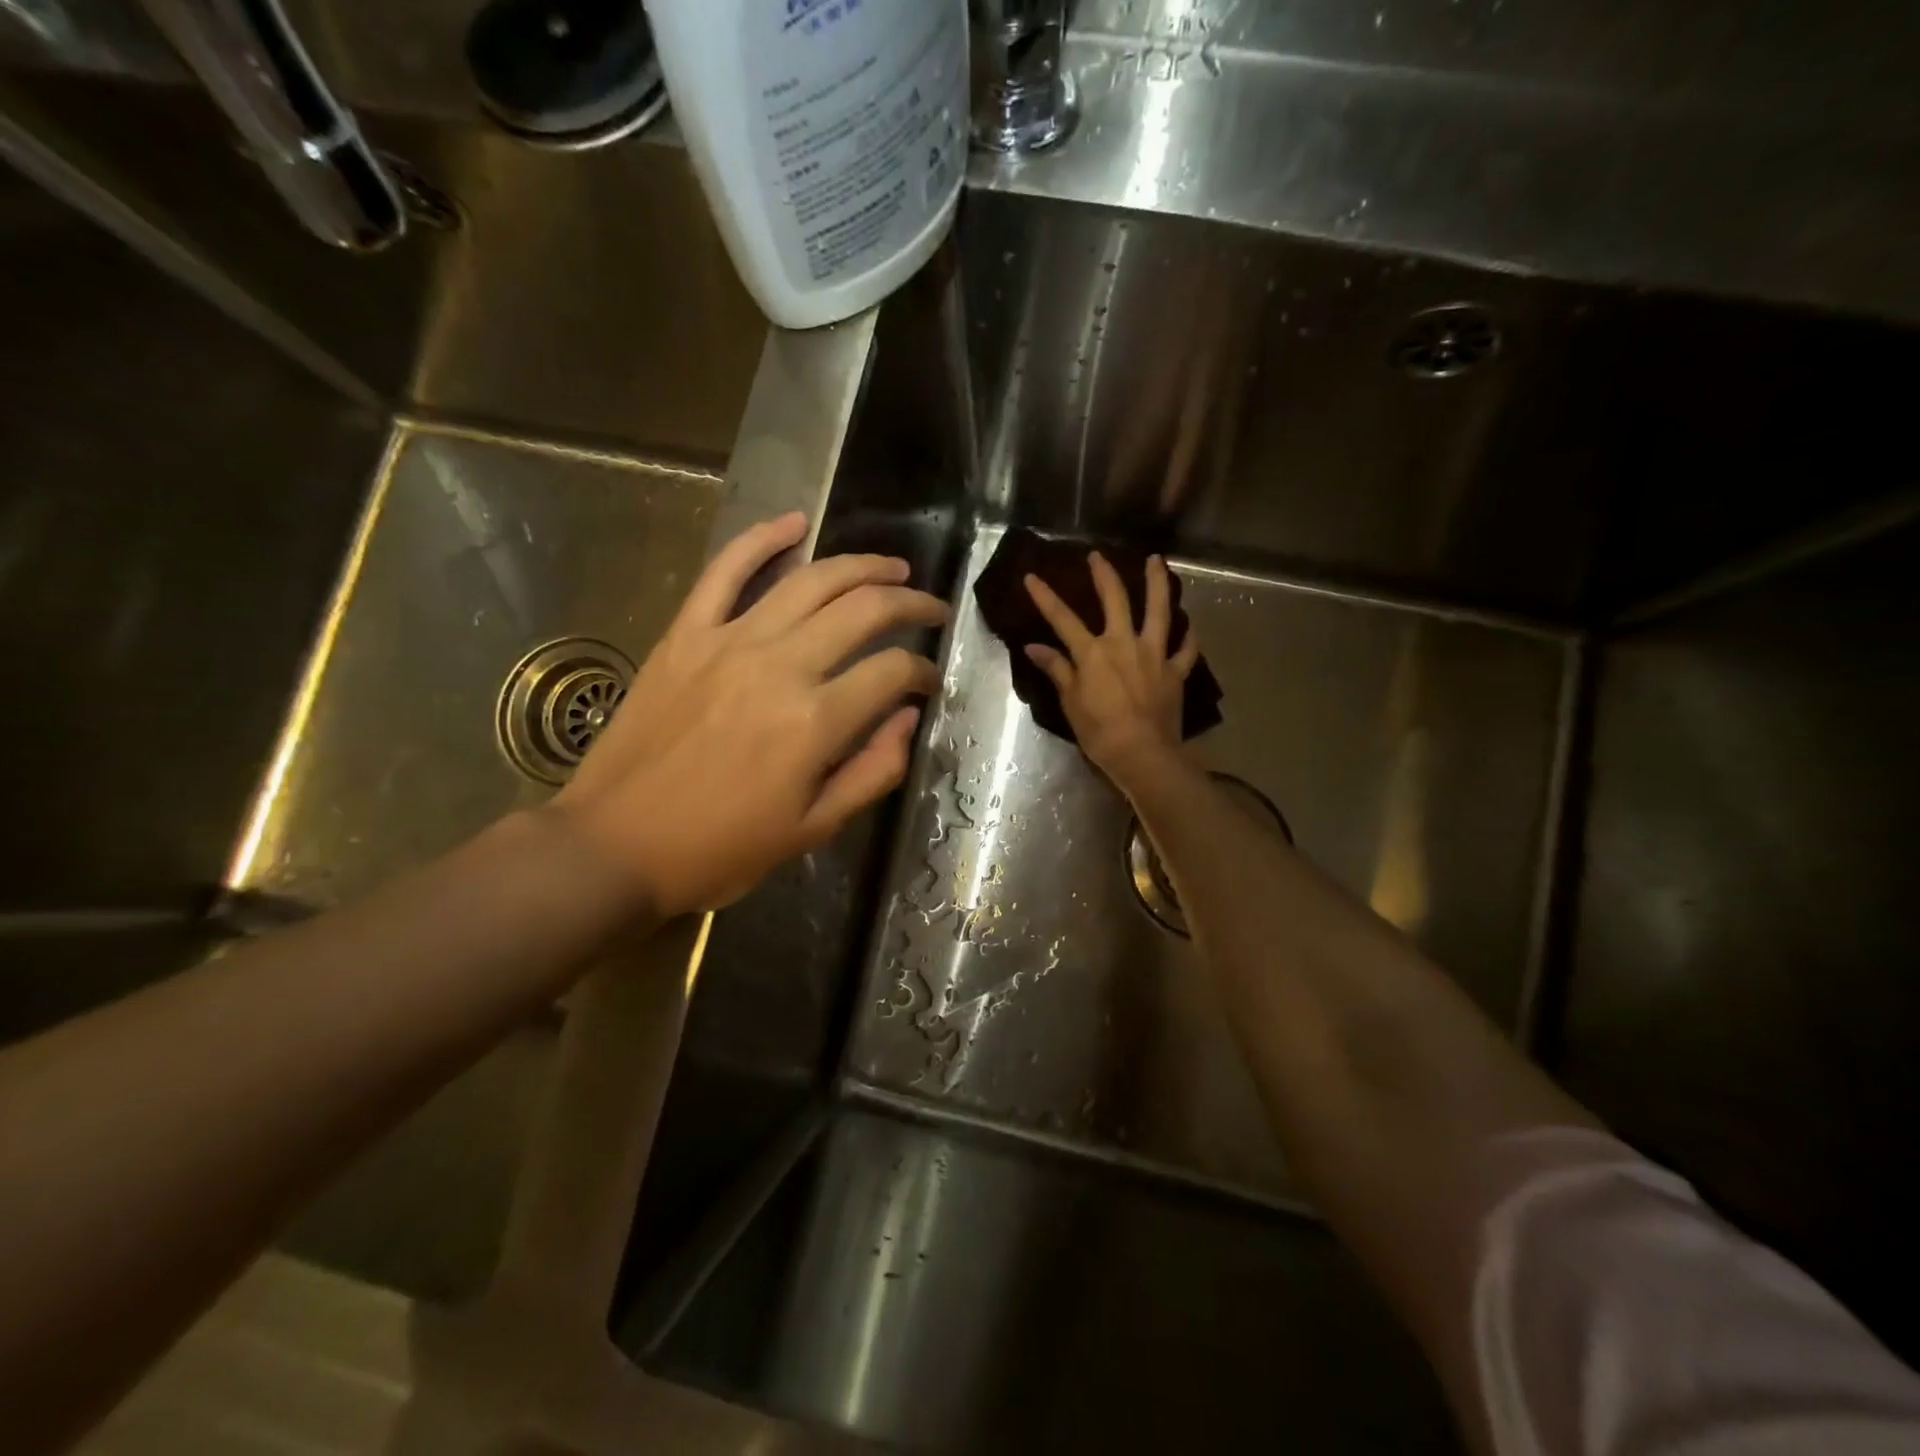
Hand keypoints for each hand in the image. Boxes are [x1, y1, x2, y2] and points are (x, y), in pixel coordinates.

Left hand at [551, 513, 946, 916]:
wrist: (614, 846)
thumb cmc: (720, 849)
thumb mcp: (812, 830)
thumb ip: (873, 771)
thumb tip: (909, 719)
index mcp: (815, 722)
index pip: (893, 673)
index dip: (923, 672)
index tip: (929, 682)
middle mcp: (780, 666)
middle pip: (863, 610)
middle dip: (910, 604)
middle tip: (931, 609)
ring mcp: (728, 641)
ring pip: (809, 580)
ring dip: (860, 566)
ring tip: (891, 568)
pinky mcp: (686, 634)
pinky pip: (725, 570)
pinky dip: (761, 538)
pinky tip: (794, 521)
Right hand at [1023, 551, 1201, 789]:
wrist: (1143, 754)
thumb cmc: (1100, 732)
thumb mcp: (1070, 702)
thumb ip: (1057, 670)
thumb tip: (1034, 647)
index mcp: (1094, 652)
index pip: (1063, 618)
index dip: (1046, 596)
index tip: (1032, 576)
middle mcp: (1125, 644)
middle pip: (1115, 600)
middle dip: (1104, 575)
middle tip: (1098, 556)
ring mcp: (1155, 655)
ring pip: (1159, 611)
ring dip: (1157, 583)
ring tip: (1158, 561)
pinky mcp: (1176, 672)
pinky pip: (1186, 649)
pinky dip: (1188, 637)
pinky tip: (1189, 626)